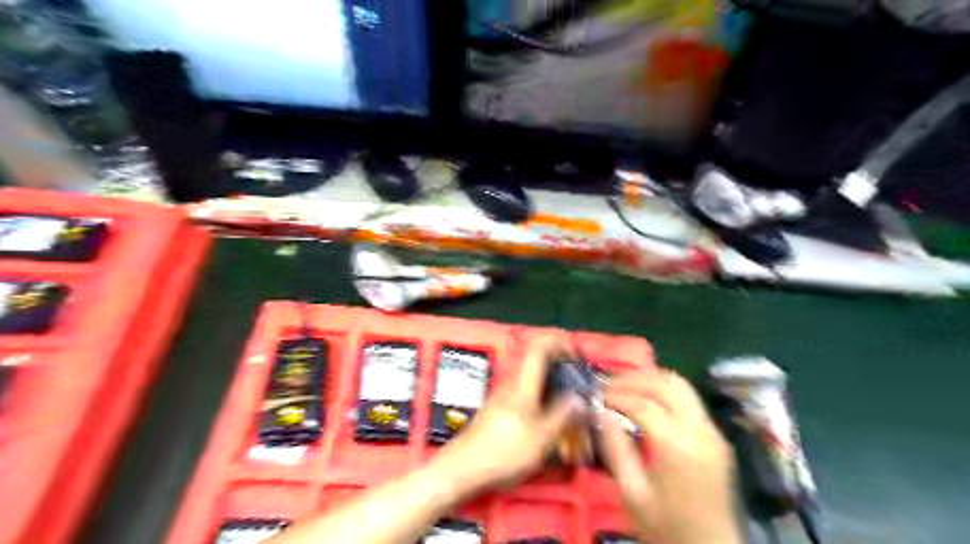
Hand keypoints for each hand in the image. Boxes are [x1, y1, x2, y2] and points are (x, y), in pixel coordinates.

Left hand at [436, 334, 587, 493]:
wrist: (463, 468)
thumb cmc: (504, 452)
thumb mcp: (542, 438)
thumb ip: (563, 415)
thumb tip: (579, 398)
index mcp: (522, 383)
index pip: (539, 346)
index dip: (560, 342)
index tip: (577, 355)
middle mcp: (511, 383)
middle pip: (537, 359)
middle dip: (560, 364)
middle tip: (578, 381)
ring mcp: (503, 395)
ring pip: (532, 377)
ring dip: (552, 382)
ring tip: (568, 402)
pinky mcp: (499, 408)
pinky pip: (526, 392)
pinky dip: (542, 397)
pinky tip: (549, 418)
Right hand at [595, 366, 740, 543]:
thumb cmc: (667, 527)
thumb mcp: (632, 494)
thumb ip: (616, 449)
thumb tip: (602, 412)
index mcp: (679, 447)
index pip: (644, 404)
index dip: (616, 395)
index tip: (596, 395)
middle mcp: (700, 431)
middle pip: (667, 384)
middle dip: (633, 379)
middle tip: (608, 384)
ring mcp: (713, 431)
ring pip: (681, 385)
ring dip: (651, 378)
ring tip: (625, 385)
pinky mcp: (716, 435)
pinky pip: (689, 398)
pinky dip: (664, 389)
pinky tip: (646, 397)